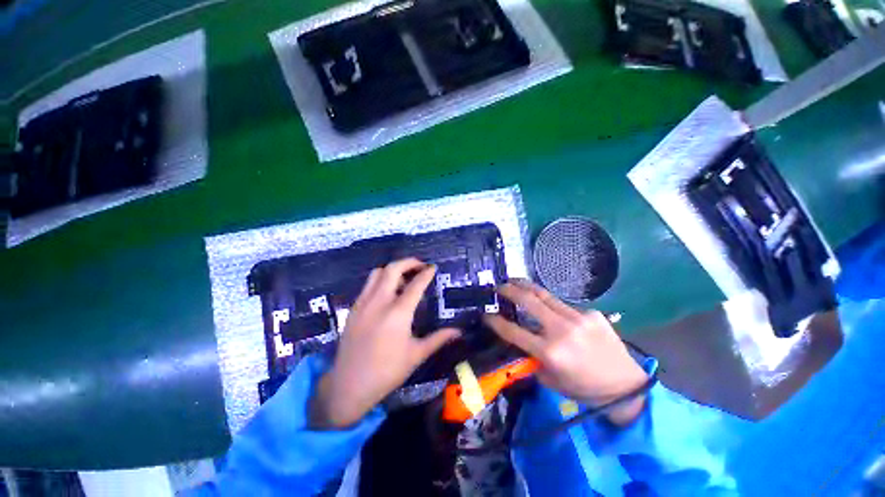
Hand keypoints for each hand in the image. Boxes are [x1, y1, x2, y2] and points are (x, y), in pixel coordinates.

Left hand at [311, 258, 460, 428]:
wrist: (349, 386)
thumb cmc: (387, 372)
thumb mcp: (416, 355)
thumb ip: (438, 339)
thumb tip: (458, 332)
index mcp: (398, 313)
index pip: (415, 284)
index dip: (426, 273)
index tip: (433, 267)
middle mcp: (379, 302)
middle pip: (393, 269)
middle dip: (409, 262)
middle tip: (420, 266)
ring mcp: (363, 303)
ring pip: (377, 273)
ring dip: (393, 269)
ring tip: (403, 278)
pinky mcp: (353, 308)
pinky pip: (368, 285)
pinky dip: (380, 280)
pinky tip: (387, 293)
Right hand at [483, 280, 648, 424]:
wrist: (626, 386)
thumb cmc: (583, 388)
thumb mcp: (550, 379)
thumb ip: (531, 358)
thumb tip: (517, 341)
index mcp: (550, 351)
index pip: (513, 331)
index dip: (495, 321)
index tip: (486, 314)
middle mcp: (562, 329)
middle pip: (529, 301)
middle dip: (510, 289)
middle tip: (499, 285)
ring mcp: (579, 318)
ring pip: (546, 296)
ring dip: (528, 287)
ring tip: (516, 281)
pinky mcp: (592, 313)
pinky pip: (565, 306)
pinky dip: (553, 307)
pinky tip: (554, 312)